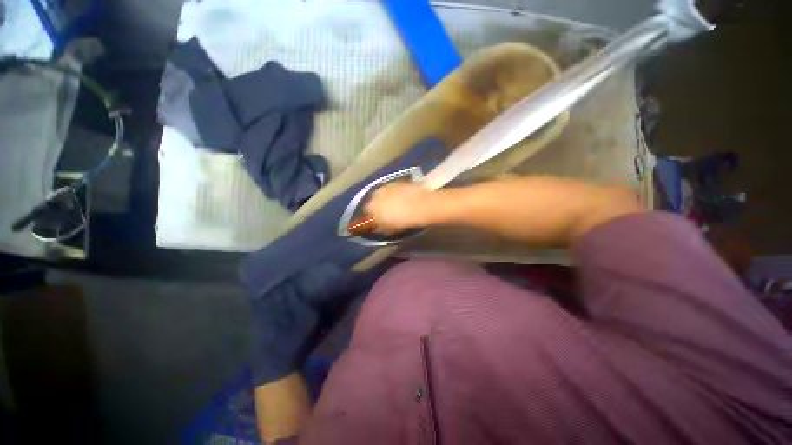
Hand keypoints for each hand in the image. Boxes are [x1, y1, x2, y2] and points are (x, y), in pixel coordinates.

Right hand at [364, 182, 434, 233]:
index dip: (373, 216)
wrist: (421, 206)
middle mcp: (376, 194)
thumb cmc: (403, 221)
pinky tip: (403, 198)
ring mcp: (387, 186)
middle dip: (379, 206)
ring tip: (397, 205)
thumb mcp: (389, 229)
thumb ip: (380, 227)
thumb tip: (377, 226)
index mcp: (371, 207)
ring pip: (383, 193)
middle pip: (374, 200)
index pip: (367, 211)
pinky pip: (393, 189)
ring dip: (387, 198)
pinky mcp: (398, 181)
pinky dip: (395, 193)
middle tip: (388, 213)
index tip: (379, 220)